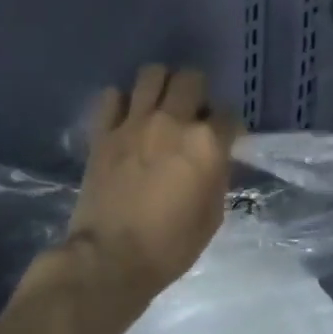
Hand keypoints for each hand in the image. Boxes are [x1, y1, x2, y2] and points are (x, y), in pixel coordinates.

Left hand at [67, 65, 237, 303]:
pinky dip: (122, 102)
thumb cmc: (170, 246)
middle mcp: (172, 122)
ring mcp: (134, 122)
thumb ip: (217, 176)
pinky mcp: (104, 132)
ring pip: (151, 73)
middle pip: (191, 78)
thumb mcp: (212, 216)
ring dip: (161, 85)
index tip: (224, 138)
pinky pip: (112, 96)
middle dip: (197, 91)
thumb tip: (215, 157)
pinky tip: (127, 119)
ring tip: (160, 106)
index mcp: (206, 143)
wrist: (110, 259)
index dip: (228, 126)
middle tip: (192, 113)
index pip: (228, 114)